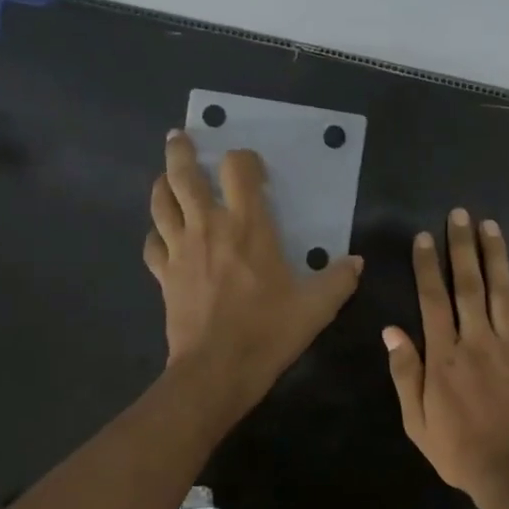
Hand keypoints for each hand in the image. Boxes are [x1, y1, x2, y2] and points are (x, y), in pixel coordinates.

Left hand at [145, 130, 362, 413]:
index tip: (251, 167)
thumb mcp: (317, 308)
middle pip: (184, 175)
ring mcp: (180, 250)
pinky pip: (153, 243)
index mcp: (248, 227)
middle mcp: (208, 227)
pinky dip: (156, 233)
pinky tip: (162, 236)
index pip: (238, 170)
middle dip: (181, 151)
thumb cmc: (269, 332)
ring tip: (166, 177)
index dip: (243, 159)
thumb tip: (356, 262)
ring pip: (161, 203)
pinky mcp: (164, 275)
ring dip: (162, 184)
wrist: (217, 370)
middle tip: (180, 137)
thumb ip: (338, 280)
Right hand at [384, 208, 508, 508]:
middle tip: (460, 214)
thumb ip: (406, 373)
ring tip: (491, 226)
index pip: (432, 299)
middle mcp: (477, 341)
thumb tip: (392, 330)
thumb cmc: (458, 451)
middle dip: (462, 247)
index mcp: (444, 356)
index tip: (425, 237)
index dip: (427, 265)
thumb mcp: (416, 421)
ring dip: (496, 257)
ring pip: (503, 292)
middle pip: (468, 285)